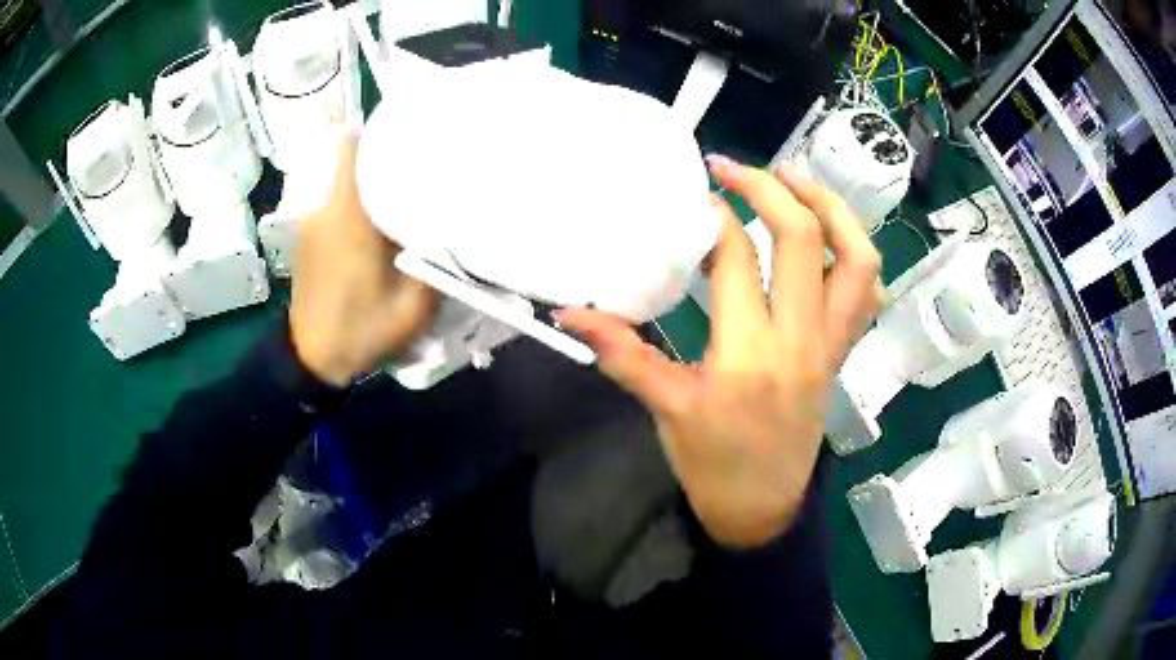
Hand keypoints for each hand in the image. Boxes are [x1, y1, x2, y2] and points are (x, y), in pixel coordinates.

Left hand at [290, 137, 438, 386]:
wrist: (311, 359)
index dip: (382, 131)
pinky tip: (379, 213)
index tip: (413, 128)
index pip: (355, 148)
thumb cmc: (360, 330)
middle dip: (383, 150)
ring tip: (404, 180)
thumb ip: (435, 261)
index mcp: (350, 216)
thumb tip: (453, 226)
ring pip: (343, 177)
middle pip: (351, 157)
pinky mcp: (309, 236)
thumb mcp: (413, 306)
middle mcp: (326, 208)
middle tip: (420, 155)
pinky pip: (336, 199)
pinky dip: (357, 196)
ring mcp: (313, 221)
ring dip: (370, 173)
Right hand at [558, 157, 881, 549]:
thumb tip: (570, 313)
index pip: (738, 260)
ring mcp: (831, 343)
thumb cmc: (712, 465)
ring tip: (794, 180)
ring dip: (830, 207)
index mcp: (748, 354)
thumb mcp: (665, 410)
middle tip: (734, 167)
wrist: (763, 508)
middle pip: (804, 238)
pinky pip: (867, 292)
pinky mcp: (843, 350)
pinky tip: (828, 234)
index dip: (713, 218)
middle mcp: (800, 338)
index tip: (692, 198)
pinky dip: (855, 252)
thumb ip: (621, 353)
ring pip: (857, 258)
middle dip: (769, 188)